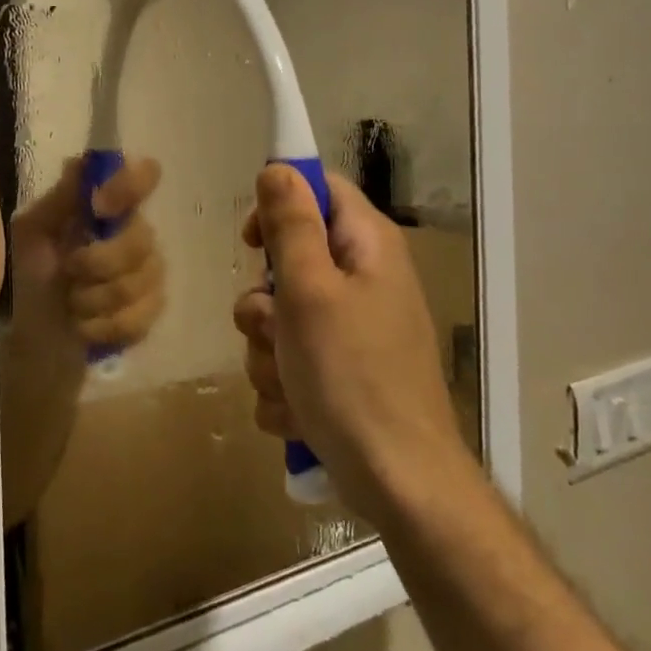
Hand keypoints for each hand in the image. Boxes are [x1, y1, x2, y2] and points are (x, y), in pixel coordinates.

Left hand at [10, 155, 166, 358]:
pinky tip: (83, 326)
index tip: (99, 207)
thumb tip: (82, 161)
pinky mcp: (148, 315)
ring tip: (70, 303)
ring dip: (93, 298)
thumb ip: (60, 200)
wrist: (26, 332)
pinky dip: (102, 325)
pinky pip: (139, 318)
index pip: (144, 176)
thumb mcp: (32, 232)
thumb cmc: (27, 273)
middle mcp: (135, 233)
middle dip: (98, 261)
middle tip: (68, 271)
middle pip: (142, 238)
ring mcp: (148, 275)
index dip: (130, 186)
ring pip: (139, 282)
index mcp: (108, 206)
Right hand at [234, 166, 469, 524]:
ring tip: (288, 381)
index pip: (318, 190)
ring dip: (268, 351)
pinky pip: (291, 361)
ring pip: (281, 318)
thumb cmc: (352, 376)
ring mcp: (353, 331)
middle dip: (264, 301)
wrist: (399, 483)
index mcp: (367, 247)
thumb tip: (278, 167)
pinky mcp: (342, 373)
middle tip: (273, 327)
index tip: (251, 243)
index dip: (279, 206)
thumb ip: (291, 226)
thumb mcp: (310, 291)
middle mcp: (364, 281)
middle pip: (290, 260)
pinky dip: (284, 385)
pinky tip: (297, 411)